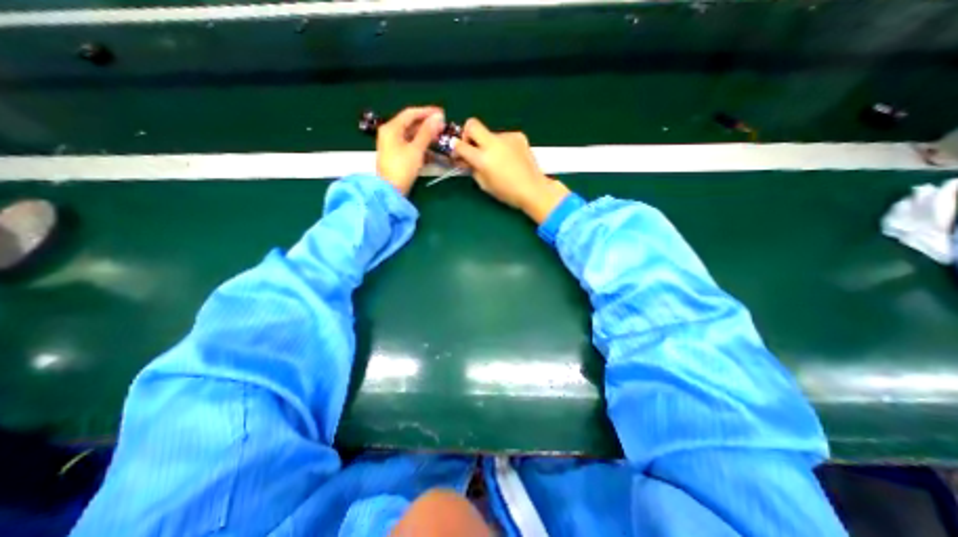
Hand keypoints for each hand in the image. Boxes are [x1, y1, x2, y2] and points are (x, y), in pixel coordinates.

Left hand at [375, 104, 446, 195]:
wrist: (390, 191)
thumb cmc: (402, 168)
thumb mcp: (416, 149)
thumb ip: (427, 133)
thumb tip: (438, 118)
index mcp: (391, 128)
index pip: (410, 113)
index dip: (427, 112)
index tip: (442, 113)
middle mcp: (390, 133)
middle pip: (410, 124)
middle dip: (427, 124)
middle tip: (442, 126)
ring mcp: (392, 145)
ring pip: (411, 135)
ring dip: (425, 136)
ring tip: (439, 137)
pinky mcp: (396, 156)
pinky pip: (410, 145)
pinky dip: (420, 146)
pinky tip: (431, 150)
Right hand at [452, 117, 567, 224]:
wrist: (533, 188)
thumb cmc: (507, 192)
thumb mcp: (484, 184)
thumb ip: (473, 168)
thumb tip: (466, 159)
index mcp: (483, 159)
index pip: (460, 145)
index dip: (455, 148)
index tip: (457, 151)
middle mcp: (493, 143)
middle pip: (472, 124)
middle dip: (467, 133)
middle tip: (472, 146)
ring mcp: (507, 137)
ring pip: (490, 134)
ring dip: (488, 144)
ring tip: (498, 160)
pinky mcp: (518, 136)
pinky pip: (504, 138)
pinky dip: (502, 145)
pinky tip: (509, 158)